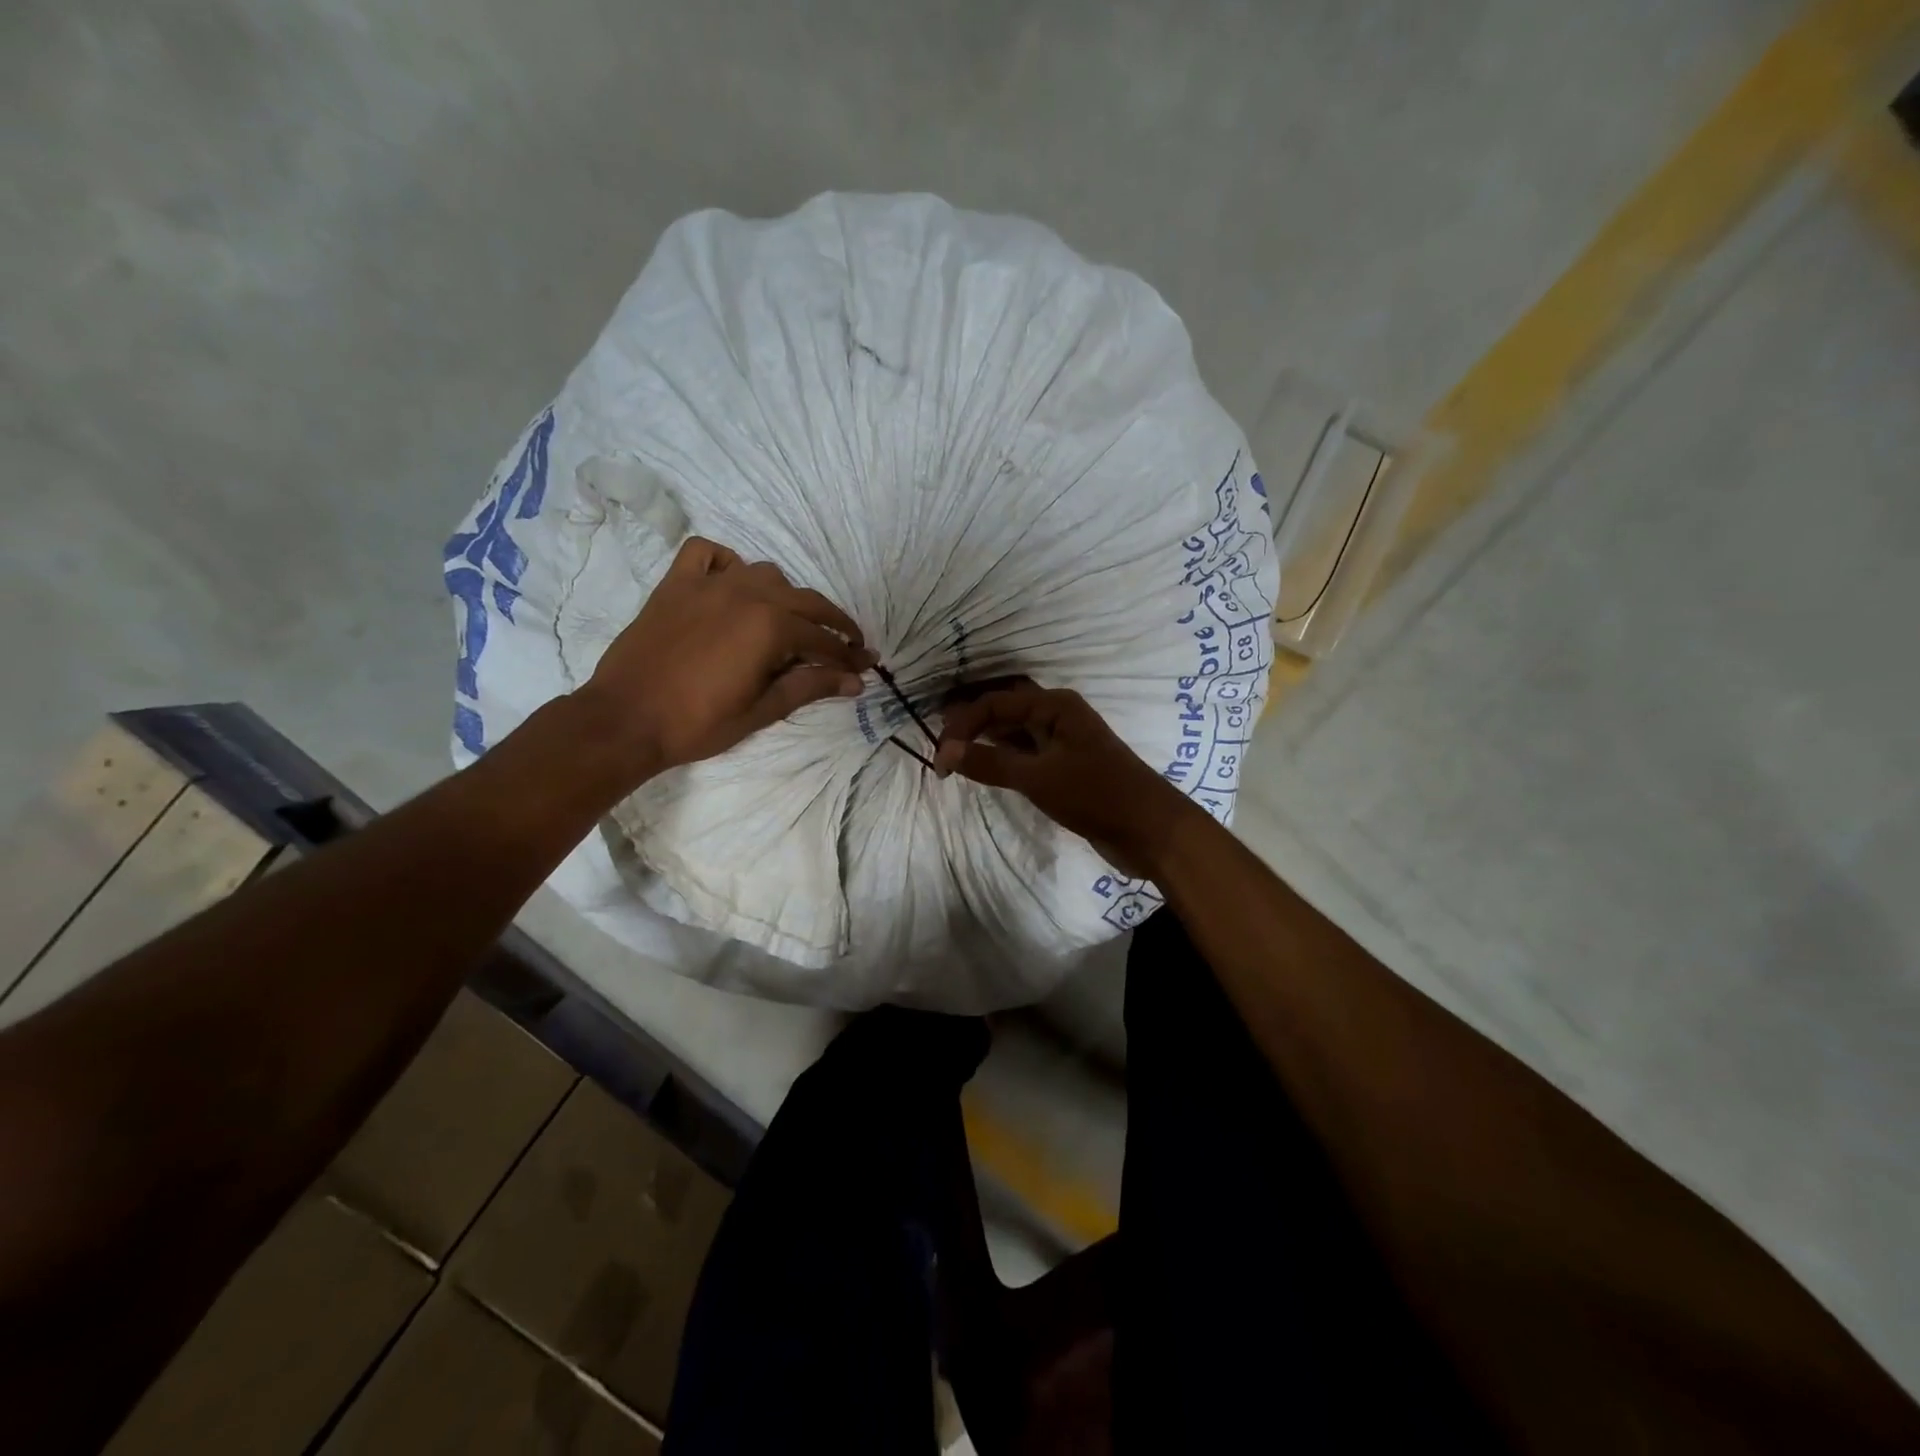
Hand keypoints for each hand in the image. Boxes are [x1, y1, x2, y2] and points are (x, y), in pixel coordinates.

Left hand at [575, 537, 873, 783]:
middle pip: (806, 601)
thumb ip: (810, 687)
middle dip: (832, 624)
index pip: (823, 639)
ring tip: (789, 624)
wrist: (625, 719)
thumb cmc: (698, 723)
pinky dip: (726, 564)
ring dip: (786, 597)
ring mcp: (708, 583)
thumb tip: (855, 682)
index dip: (848, 656)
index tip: (867, 665)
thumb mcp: (762, 710)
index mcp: (770, 625)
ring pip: (765, 574)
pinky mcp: (676, 584)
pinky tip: (731, 586)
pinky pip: (707, 554)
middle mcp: (746, 593)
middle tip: (848, 646)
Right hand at [933, 681, 1197, 878]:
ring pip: (1015, 730)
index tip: (940, 759)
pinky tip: (986, 767)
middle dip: (971, 720)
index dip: (962, 725)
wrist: (1149, 830)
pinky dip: (1003, 756)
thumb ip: (990, 762)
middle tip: (939, 740)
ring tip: (955, 753)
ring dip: (986, 738)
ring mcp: (1063, 739)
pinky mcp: (1066, 765)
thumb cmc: (1095, 795)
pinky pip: (1027, 751)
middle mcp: (1058, 714)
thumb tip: (947, 750)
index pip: (995, 703)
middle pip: (1004, 708)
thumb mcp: (1037, 778)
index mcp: (1054, 705)